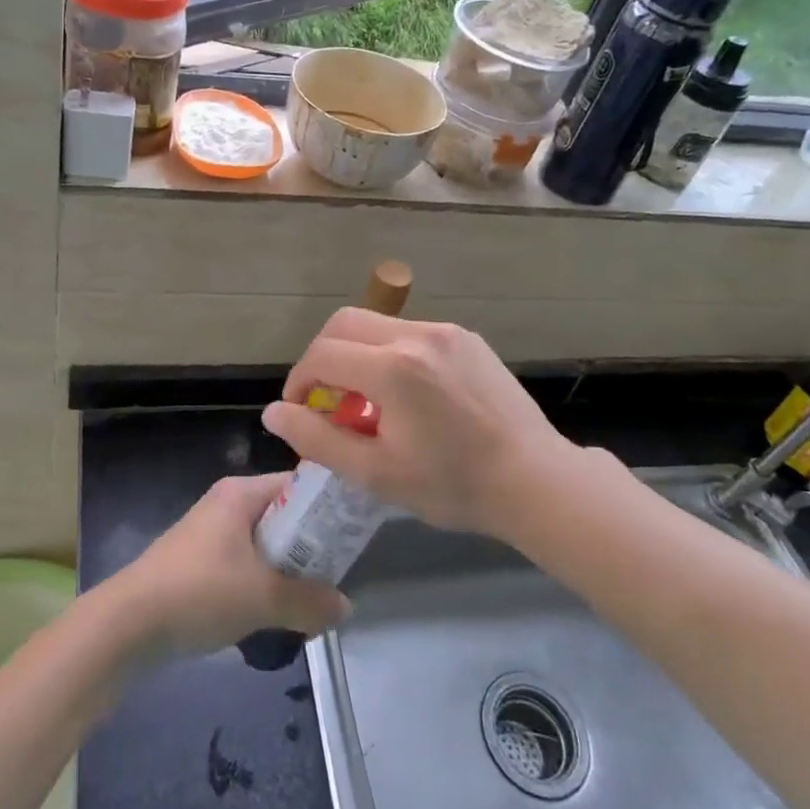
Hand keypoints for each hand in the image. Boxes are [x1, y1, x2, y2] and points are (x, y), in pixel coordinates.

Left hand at [104, 473, 349, 656]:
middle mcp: (226, 504)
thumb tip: (346, 607)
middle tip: (338, 574)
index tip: (355, 534)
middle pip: (283, 515)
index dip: (328, 507)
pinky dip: (263, 583)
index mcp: (240, 493)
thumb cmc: (198, 593)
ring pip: (264, 544)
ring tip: (313, 599)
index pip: (298, 485)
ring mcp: (210, 534)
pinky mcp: (199, 563)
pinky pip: (245, 564)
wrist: (126, 625)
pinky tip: (275, 613)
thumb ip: (309, 601)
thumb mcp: (262, 598)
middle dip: (310, 546)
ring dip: (287, 570)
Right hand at [261, 311, 602, 538]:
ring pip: (377, 324)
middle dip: (322, 356)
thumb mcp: (376, 473)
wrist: (535, 480)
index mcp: (393, 368)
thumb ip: (317, 439)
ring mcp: (446, 332)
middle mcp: (417, 335)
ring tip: (368, 399)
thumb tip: (274, 413)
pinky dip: (390, 352)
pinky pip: (410, 332)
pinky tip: (406, 393)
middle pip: (343, 323)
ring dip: (357, 353)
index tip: (301, 410)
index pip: (321, 355)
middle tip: (326, 397)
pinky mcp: (466, 337)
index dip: (299, 381)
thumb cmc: (452, 485)